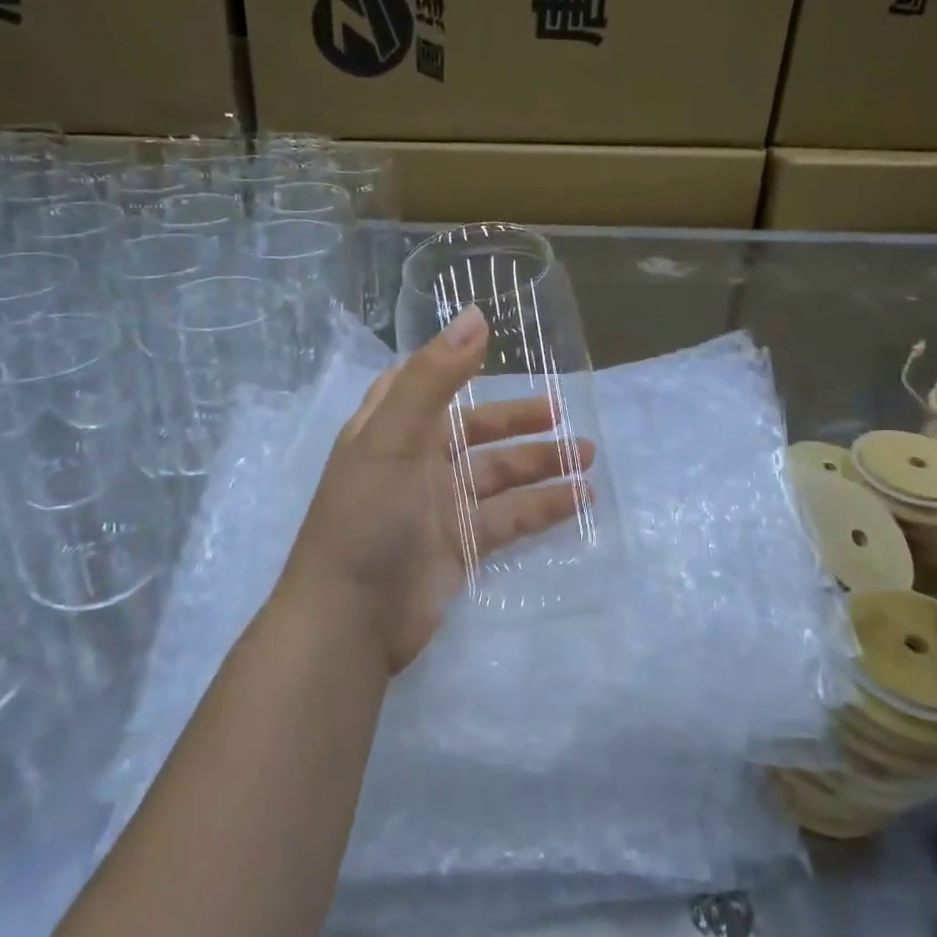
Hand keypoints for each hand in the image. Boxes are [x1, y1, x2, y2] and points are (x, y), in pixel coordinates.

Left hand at [274, 306, 595, 676]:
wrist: (348, 620)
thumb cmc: (365, 517)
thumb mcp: (393, 438)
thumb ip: (433, 378)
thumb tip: (475, 316)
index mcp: (392, 429)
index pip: (424, 383)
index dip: (456, 365)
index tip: (499, 346)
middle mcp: (417, 461)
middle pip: (475, 429)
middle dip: (517, 420)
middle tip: (563, 412)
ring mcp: (441, 505)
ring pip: (499, 473)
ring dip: (541, 462)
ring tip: (587, 454)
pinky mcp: (462, 546)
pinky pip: (510, 517)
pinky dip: (543, 506)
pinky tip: (580, 498)